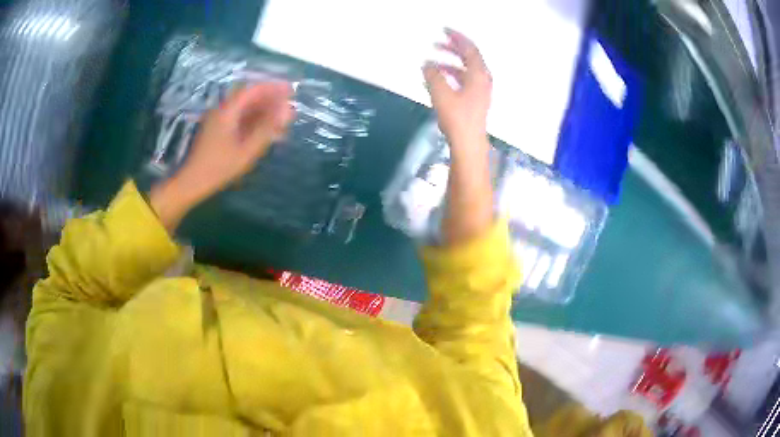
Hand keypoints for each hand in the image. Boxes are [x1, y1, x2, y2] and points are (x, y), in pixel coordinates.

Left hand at [150, 82, 293, 231]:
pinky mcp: (219, 131)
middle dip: (271, 100)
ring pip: (246, 109)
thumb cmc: (219, 167)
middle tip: (290, 107)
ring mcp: (220, 121)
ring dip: (264, 112)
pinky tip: (267, 131)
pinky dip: (255, 122)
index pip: (253, 90)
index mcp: (227, 111)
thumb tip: (287, 111)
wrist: (192, 182)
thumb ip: (267, 129)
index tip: (291, 90)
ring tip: (282, 120)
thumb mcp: (246, 150)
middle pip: (249, 98)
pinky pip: (240, 120)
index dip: (273, 88)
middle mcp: (223, 111)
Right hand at [423, 28, 491, 150]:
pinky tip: (438, 80)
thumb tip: (427, 64)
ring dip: (450, 63)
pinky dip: (451, 76)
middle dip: (453, 49)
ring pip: (465, 70)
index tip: (444, 31)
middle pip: (469, 58)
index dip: (457, 38)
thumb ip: (433, 74)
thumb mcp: (441, 92)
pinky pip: (463, 81)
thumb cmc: (457, 117)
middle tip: (437, 44)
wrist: (468, 144)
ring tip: (433, 63)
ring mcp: (480, 91)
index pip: (470, 49)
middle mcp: (482, 80)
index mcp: (478, 74)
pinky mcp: (475, 101)